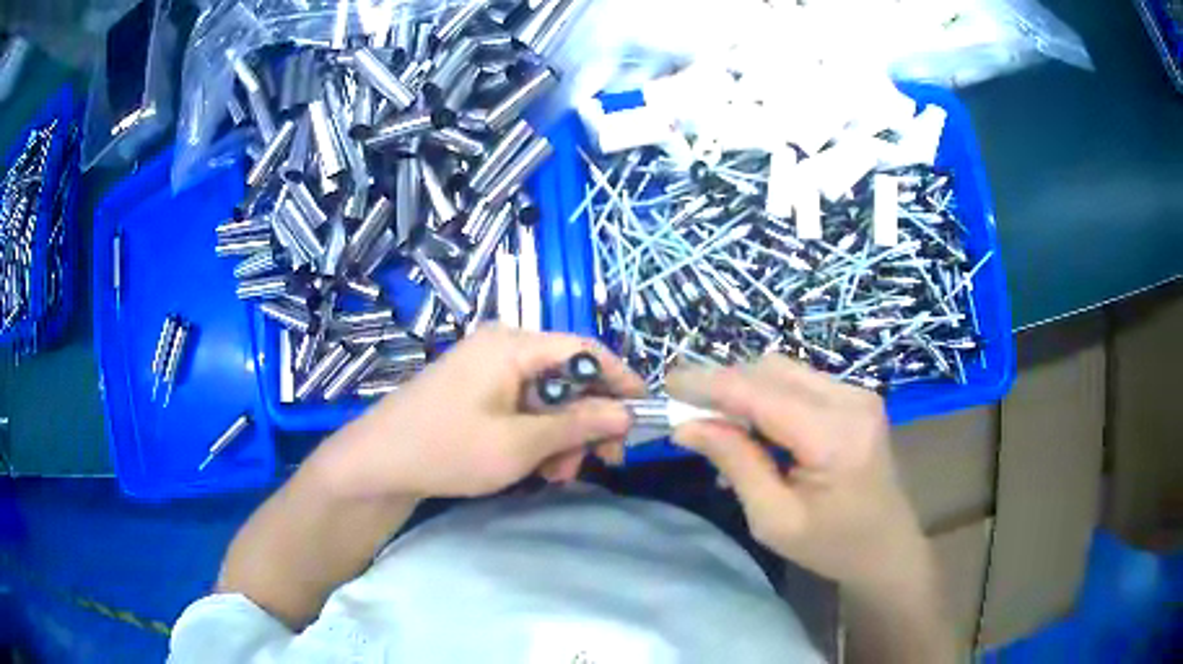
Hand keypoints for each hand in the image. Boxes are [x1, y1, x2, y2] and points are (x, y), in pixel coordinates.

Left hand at [311, 327, 644, 499]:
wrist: (377, 463)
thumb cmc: (447, 449)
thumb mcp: (519, 444)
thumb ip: (578, 425)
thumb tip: (626, 414)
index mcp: (513, 345)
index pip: (585, 349)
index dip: (620, 380)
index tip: (643, 415)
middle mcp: (503, 346)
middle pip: (567, 377)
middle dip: (586, 422)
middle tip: (598, 463)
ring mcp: (487, 369)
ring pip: (547, 398)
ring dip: (561, 436)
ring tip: (555, 476)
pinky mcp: (477, 390)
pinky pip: (523, 406)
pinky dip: (536, 436)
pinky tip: (533, 468)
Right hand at [667, 355, 927, 591]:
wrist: (887, 547)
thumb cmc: (831, 546)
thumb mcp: (774, 519)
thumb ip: (735, 463)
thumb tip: (687, 425)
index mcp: (834, 437)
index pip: (759, 392)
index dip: (708, 384)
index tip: (666, 385)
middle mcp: (850, 400)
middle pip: (770, 369)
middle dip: (725, 386)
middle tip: (689, 416)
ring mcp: (857, 393)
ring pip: (783, 370)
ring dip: (746, 391)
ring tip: (722, 429)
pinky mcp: (856, 397)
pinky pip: (800, 382)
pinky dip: (768, 398)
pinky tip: (757, 432)